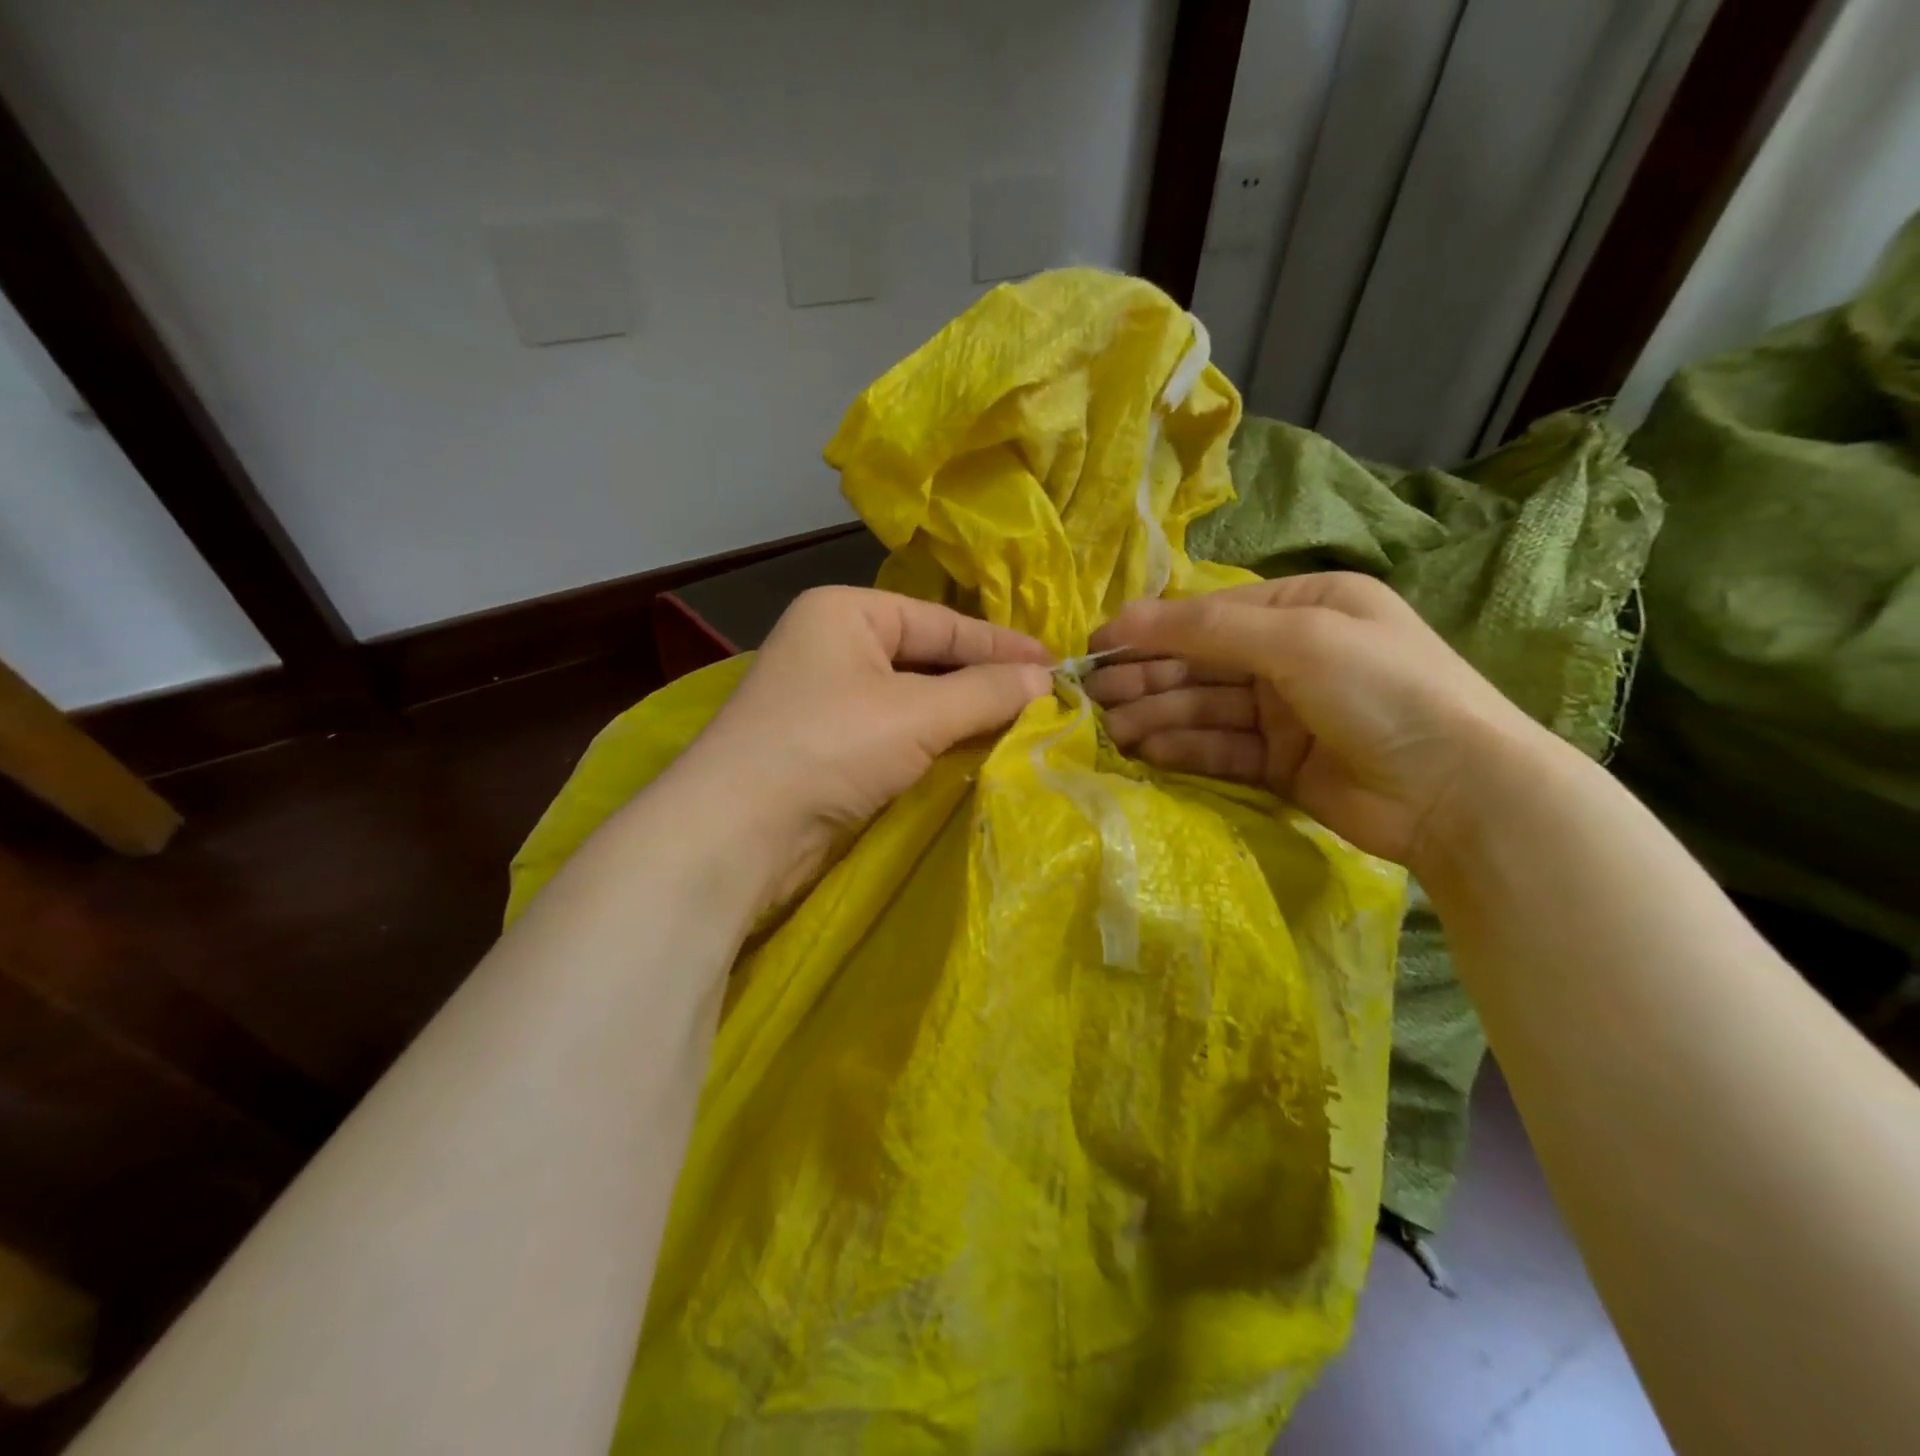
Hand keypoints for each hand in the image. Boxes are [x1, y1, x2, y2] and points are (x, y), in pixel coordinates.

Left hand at [668, 586, 1053, 908]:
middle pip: (927, 658)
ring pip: (913, 699)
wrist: (738, 831)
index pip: (941, 622)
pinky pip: (895, 733)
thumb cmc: (829, 746)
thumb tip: (1046, 680)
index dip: (1001, 645)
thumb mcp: (917, 714)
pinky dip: (934, 742)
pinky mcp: (827, 747)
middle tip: (1046, 697)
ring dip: (962, 714)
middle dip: (983, 680)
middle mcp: (833, 646)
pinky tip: (973, 751)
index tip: (1056, 664)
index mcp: (846, 612)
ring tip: (1023, 724)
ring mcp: (827, 699)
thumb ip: (985, 693)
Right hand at [1086, 573, 1555, 869]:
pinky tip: (1149, 753)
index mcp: (1306, 606)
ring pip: (1205, 709)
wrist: (1458, 793)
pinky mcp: (1281, 764)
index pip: (1210, 615)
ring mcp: (1287, 713)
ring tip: (1112, 730)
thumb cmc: (1382, 690)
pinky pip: (1221, 749)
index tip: (1096, 646)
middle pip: (1202, 663)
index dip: (1152, 630)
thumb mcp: (1296, 640)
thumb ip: (1206, 629)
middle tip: (1093, 696)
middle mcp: (1292, 655)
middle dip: (1148, 677)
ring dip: (1158, 716)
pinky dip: (1186, 750)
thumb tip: (1121, 618)